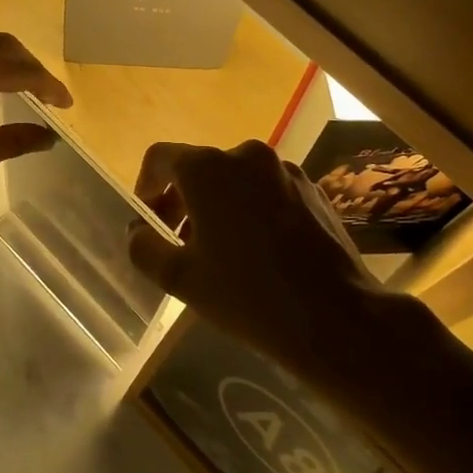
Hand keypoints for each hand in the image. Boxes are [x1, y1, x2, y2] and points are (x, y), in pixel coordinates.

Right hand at [126, 140, 379, 355]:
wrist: (335, 316)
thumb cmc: (247, 294)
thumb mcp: (180, 278)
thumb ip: (144, 247)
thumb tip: (138, 231)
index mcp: (208, 169)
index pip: (160, 158)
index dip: (145, 187)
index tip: (149, 221)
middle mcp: (246, 156)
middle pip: (199, 169)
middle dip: (181, 202)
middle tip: (178, 244)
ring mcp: (284, 170)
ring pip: (235, 180)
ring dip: (217, 207)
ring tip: (219, 252)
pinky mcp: (312, 190)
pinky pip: (266, 191)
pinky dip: (251, 210)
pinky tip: (258, 252)